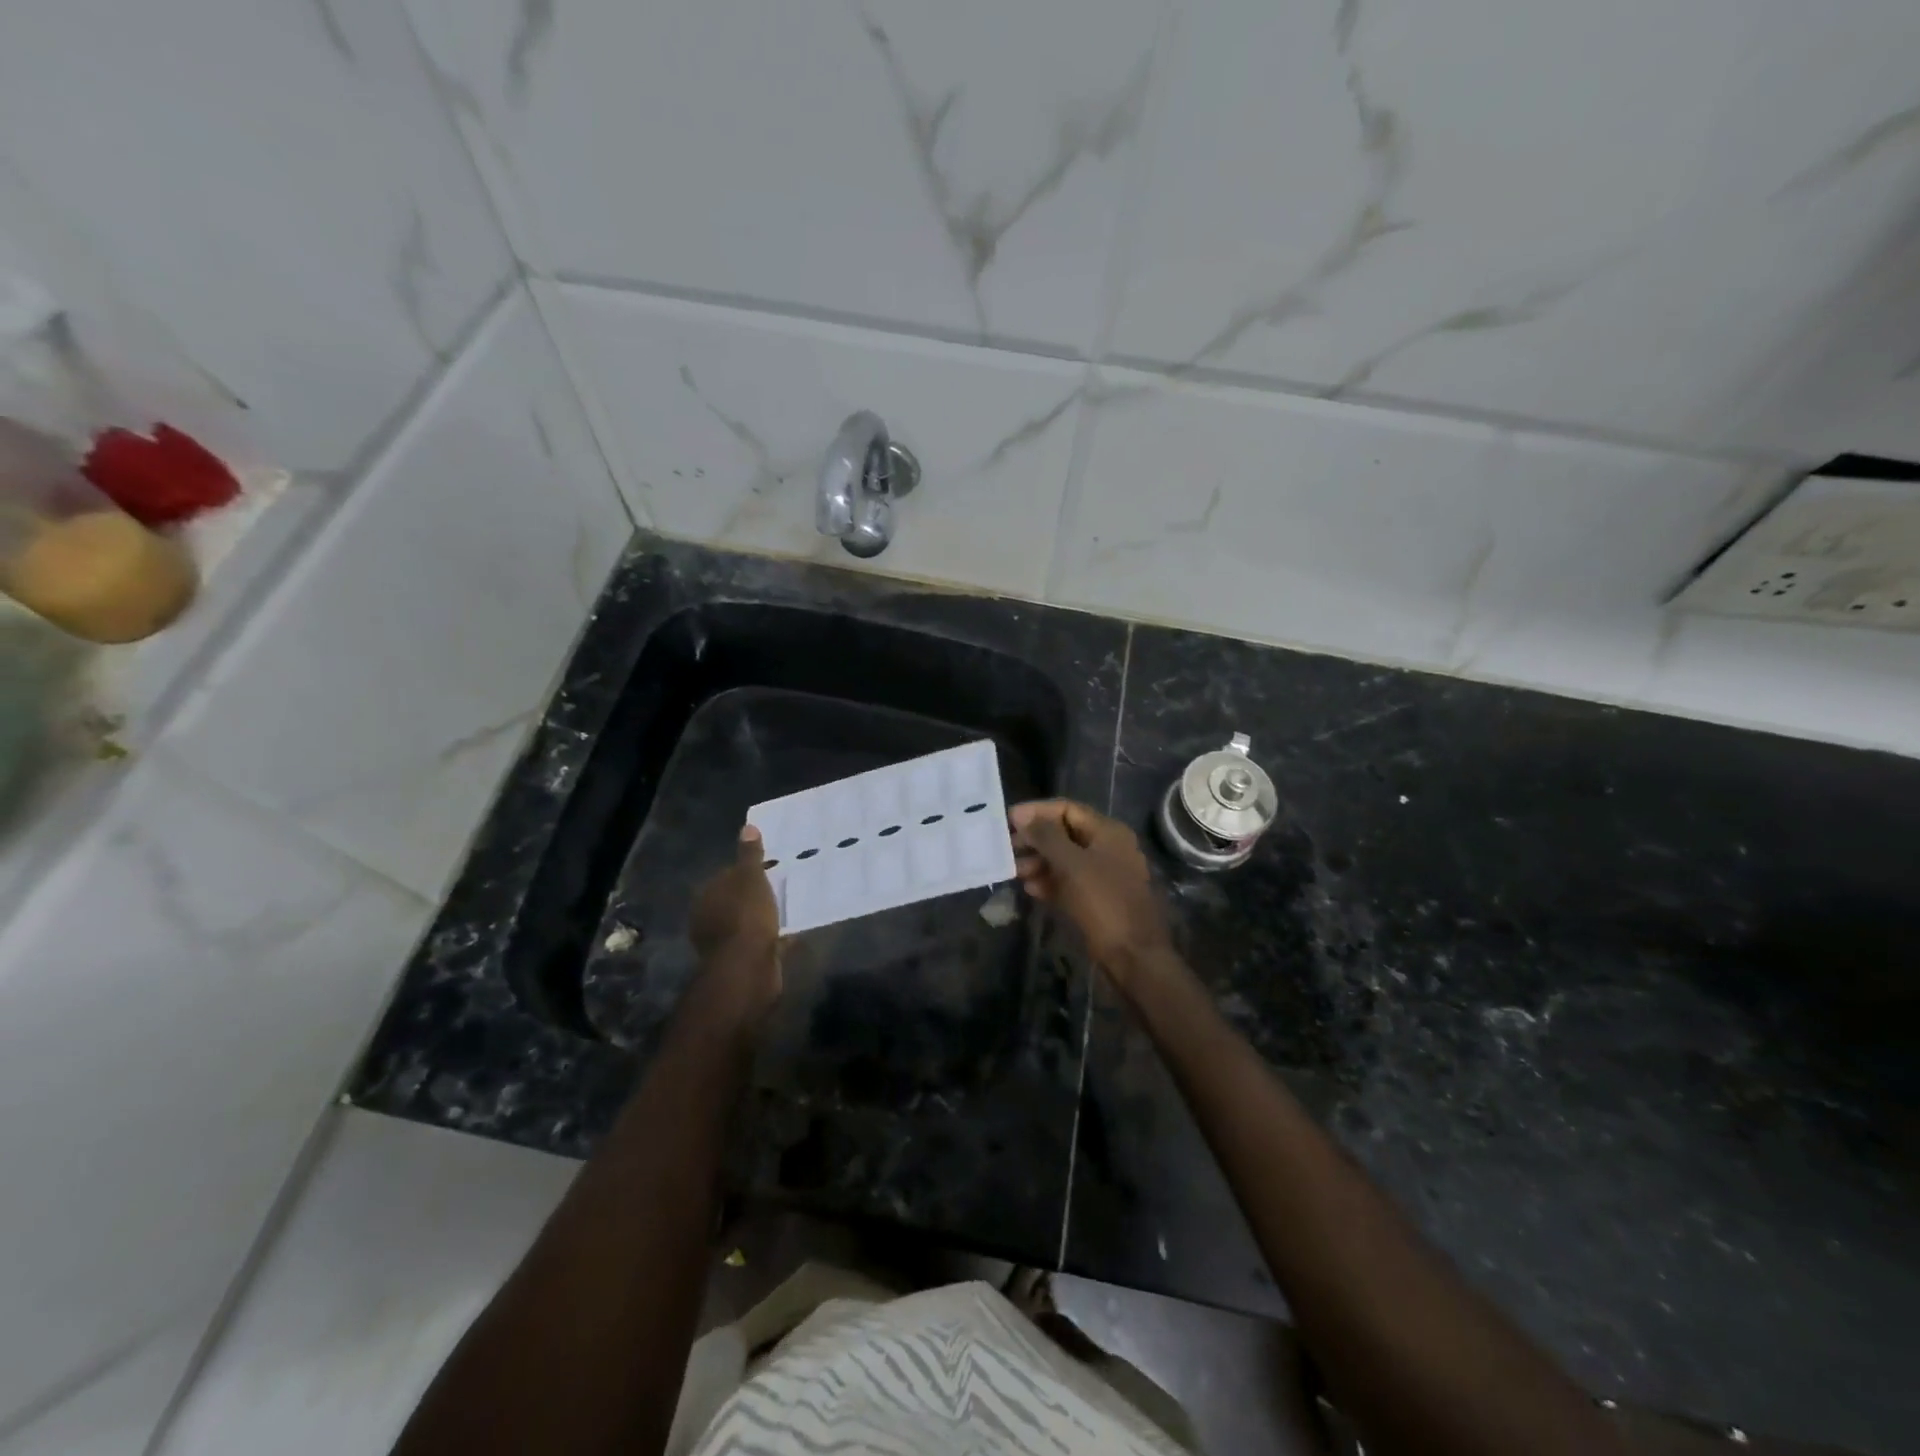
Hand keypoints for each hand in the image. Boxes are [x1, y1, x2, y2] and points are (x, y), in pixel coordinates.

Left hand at [687, 825, 781, 1024]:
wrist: (748, 969)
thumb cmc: (746, 916)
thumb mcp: (750, 878)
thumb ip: (750, 855)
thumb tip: (747, 827)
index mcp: (707, 896)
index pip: (726, 876)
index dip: (747, 870)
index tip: (770, 867)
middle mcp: (710, 919)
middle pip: (736, 900)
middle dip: (756, 894)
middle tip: (783, 884)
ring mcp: (725, 942)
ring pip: (748, 922)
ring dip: (765, 916)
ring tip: (791, 906)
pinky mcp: (743, 960)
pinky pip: (761, 941)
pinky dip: (774, 936)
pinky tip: (793, 930)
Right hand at [1010, 800, 1173, 990]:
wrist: (1133, 955)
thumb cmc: (1103, 902)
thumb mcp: (1071, 865)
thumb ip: (1046, 836)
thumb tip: (1022, 816)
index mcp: (1108, 832)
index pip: (1067, 809)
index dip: (1037, 811)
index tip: (1009, 820)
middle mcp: (1107, 848)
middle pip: (1065, 833)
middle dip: (1035, 839)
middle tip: (1007, 848)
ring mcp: (1103, 874)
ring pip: (1065, 859)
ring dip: (1038, 862)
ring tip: (1014, 871)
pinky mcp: (1097, 898)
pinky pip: (1069, 882)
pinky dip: (1050, 882)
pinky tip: (1030, 889)